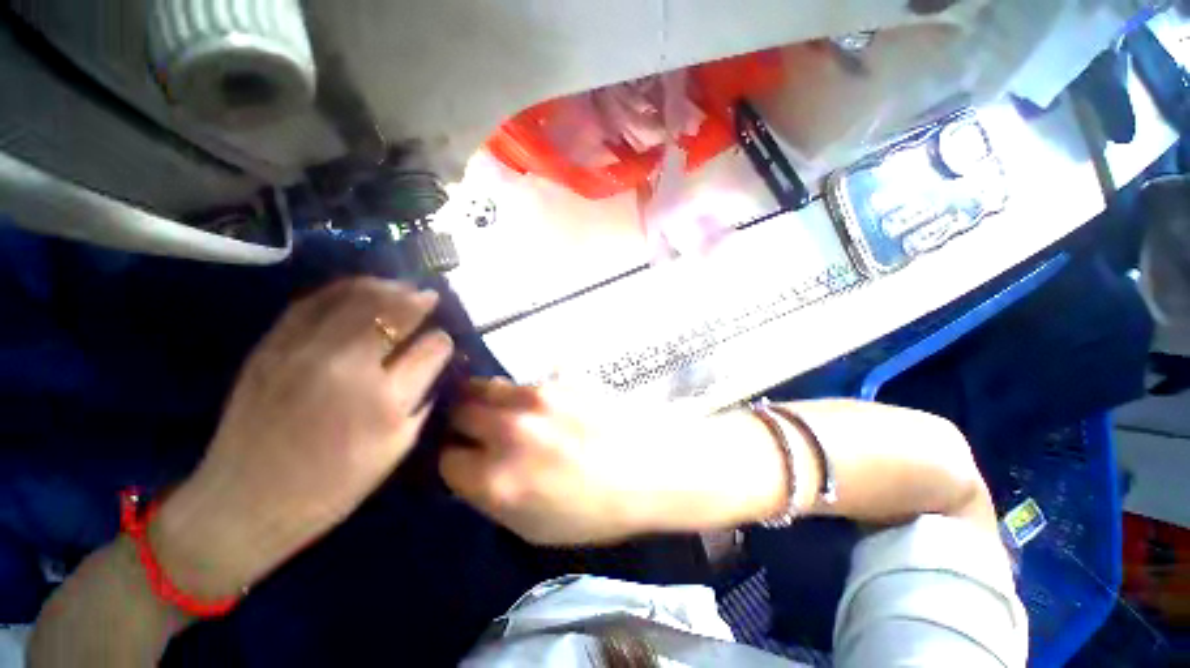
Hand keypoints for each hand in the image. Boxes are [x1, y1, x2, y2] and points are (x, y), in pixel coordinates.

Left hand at [152, 278, 453, 599]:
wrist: (246, 500)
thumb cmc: (334, 484)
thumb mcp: (397, 447)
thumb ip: (422, 398)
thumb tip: (434, 362)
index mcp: (385, 401)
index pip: (431, 349)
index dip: (442, 341)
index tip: (443, 341)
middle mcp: (348, 367)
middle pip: (396, 313)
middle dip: (419, 301)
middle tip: (430, 297)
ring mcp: (304, 351)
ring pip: (358, 298)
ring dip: (387, 288)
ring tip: (401, 287)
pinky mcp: (272, 346)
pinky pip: (315, 301)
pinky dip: (345, 289)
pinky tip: (361, 289)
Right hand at [440, 379, 785, 545]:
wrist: (653, 466)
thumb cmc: (597, 510)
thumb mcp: (534, 526)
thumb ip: (491, 495)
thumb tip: (470, 468)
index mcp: (498, 479)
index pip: (445, 461)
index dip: (451, 462)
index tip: (461, 461)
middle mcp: (508, 431)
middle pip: (457, 412)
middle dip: (458, 423)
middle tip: (469, 429)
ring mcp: (535, 398)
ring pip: (484, 387)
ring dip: (481, 400)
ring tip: (494, 410)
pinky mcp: (558, 380)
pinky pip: (521, 383)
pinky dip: (516, 394)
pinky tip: (534, 406)